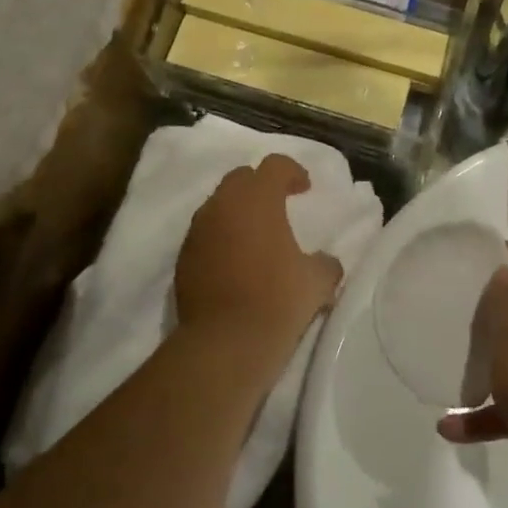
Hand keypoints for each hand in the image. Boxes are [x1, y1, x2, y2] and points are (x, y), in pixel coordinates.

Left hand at [176, 155, 343, 361]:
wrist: (226, 343)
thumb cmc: (278, 300)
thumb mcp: (318, 280)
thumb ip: (325, 262)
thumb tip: (324, 261)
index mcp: (258, 200)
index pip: (274, 165)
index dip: (293, 172)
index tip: (305, 188)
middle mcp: (222, 206)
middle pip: (240, 178)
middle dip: (261, 186)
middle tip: (280, 205)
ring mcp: (197, 232)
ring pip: (218, 205)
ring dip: (238, 212)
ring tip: (257, 236)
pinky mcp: (183, 258)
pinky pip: (205, 234)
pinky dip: (222, 237)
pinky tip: (236, 262)